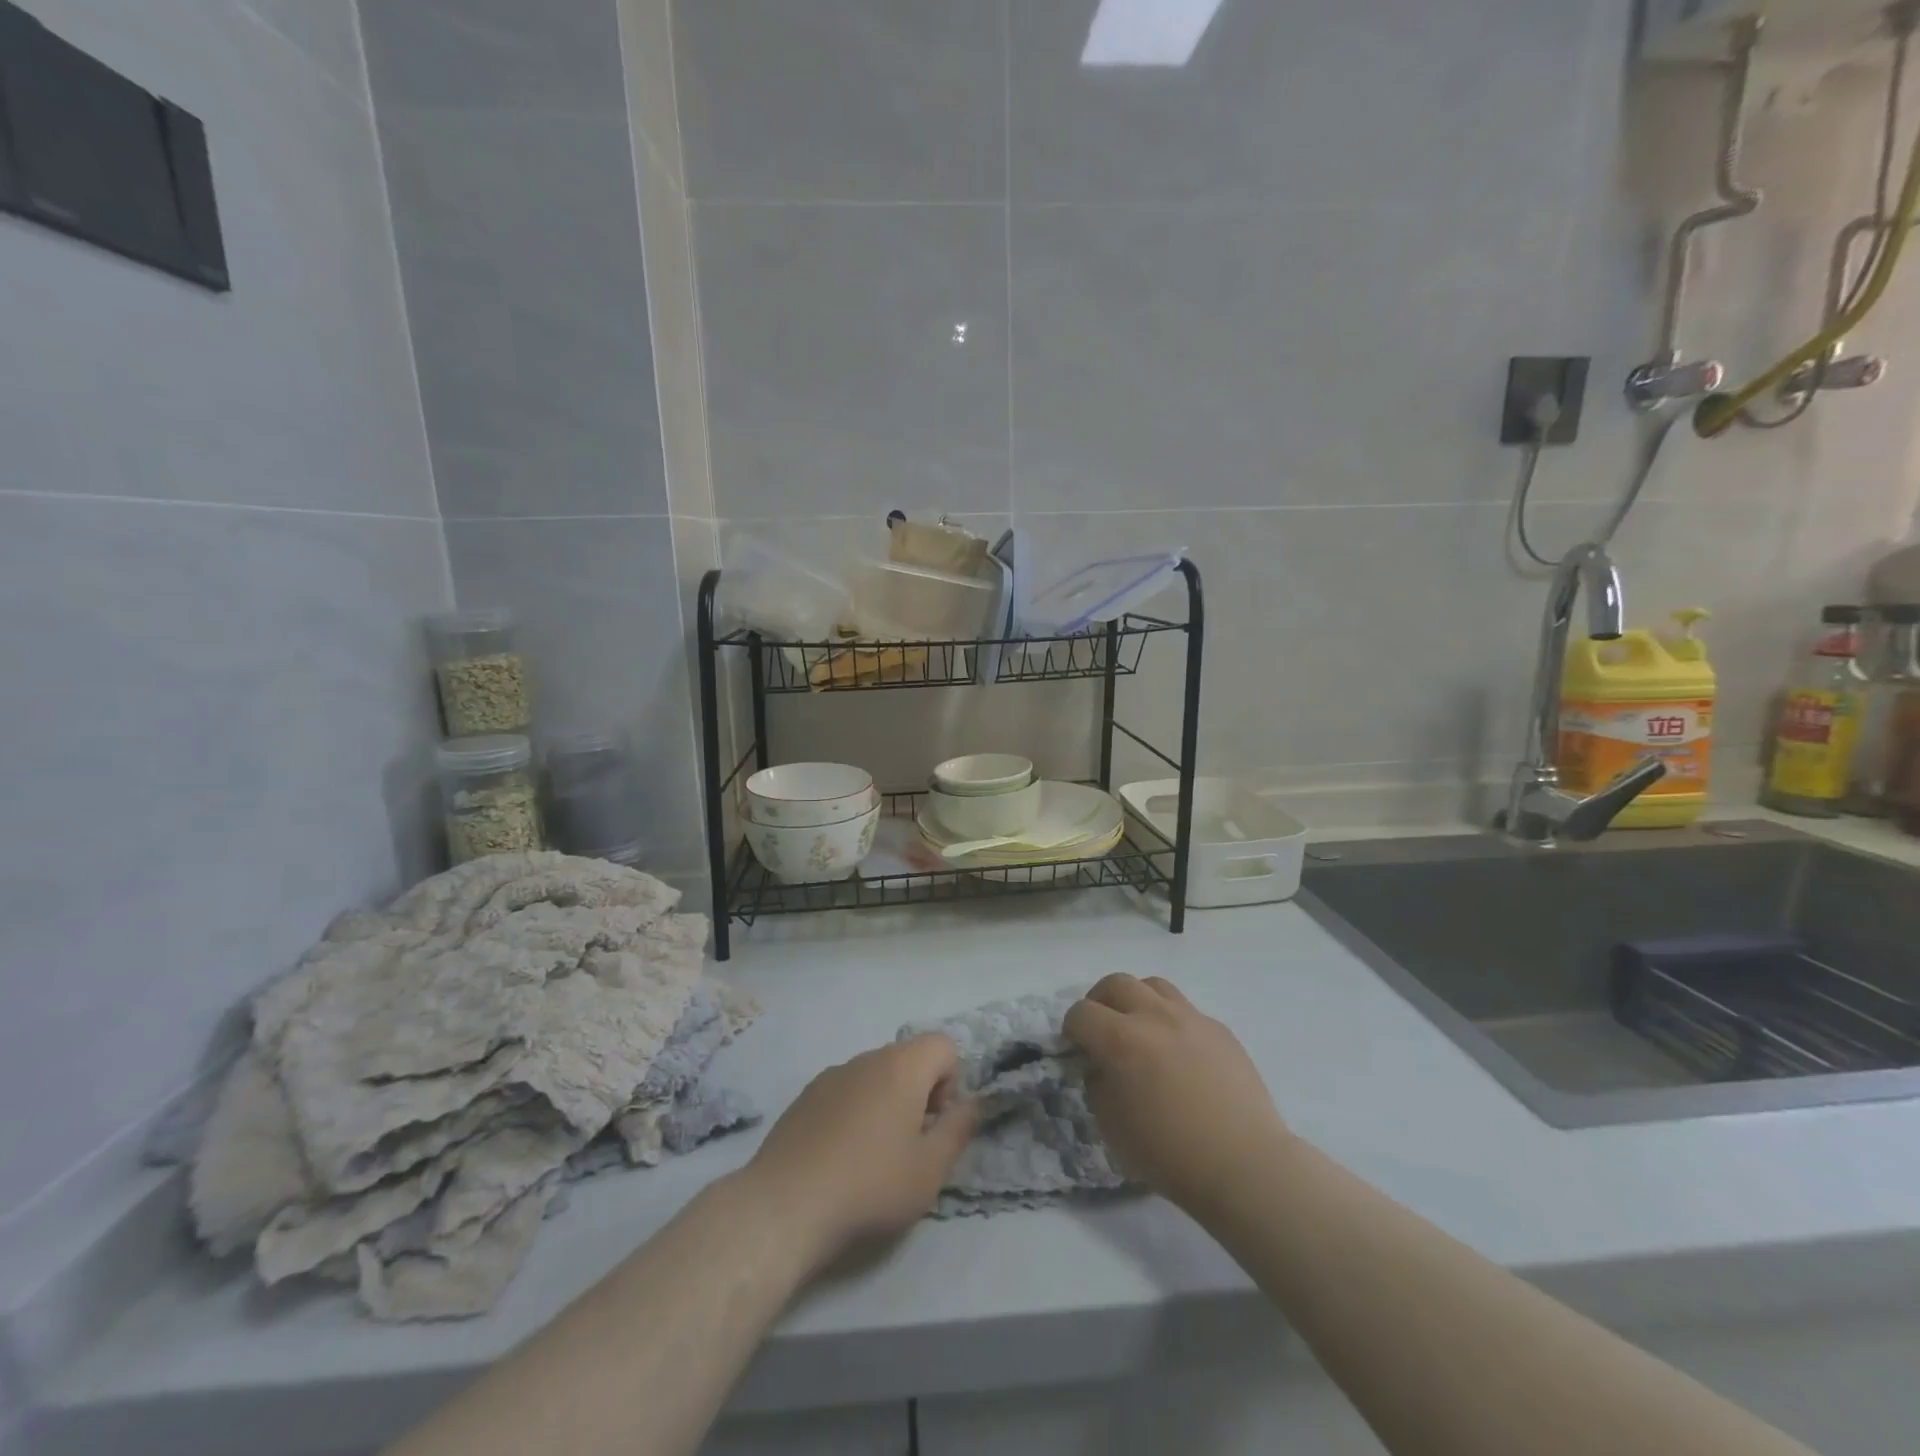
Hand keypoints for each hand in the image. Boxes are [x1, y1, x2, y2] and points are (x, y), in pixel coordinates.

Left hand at [741, 1035, 976, 1269]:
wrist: (785, 1205)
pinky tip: (839, 1158)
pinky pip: (845, 1091)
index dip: (951, 1082)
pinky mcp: (804, 1096)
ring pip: (875, 1076)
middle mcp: (867, 1058)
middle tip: (910, 1145)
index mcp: (902, 1066)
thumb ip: (959, 1129)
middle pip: (908, 1059)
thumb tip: (973, 1103)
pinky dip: (853, 1112)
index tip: (936, 1124)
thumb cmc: (870, 1185)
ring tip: (873, 1157)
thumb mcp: (931, 1169)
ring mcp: (831, 1075)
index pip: (943, 1045)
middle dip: (919, 1093)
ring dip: (885, 1103)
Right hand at [1065, 974, 1290, 1215]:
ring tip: (1139, 1028)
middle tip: (1101, 1027)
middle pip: (1116, 983)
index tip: (1076, 1048)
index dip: (1071, 1029)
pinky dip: (1170, 1020)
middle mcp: (1154, 1016)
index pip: (1081, 1013)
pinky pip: (1185, 1010)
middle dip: (1100, 1001)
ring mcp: (1191, 1018)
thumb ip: (1098, 1083)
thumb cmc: (1169, 1154)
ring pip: (1153, 985)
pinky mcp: (1219, 1028)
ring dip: (1137, 1000)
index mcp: (1121, 1040)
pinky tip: (1178, 1052)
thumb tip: (1101, 1065)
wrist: (1244, 1166)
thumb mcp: (1111, 1126)